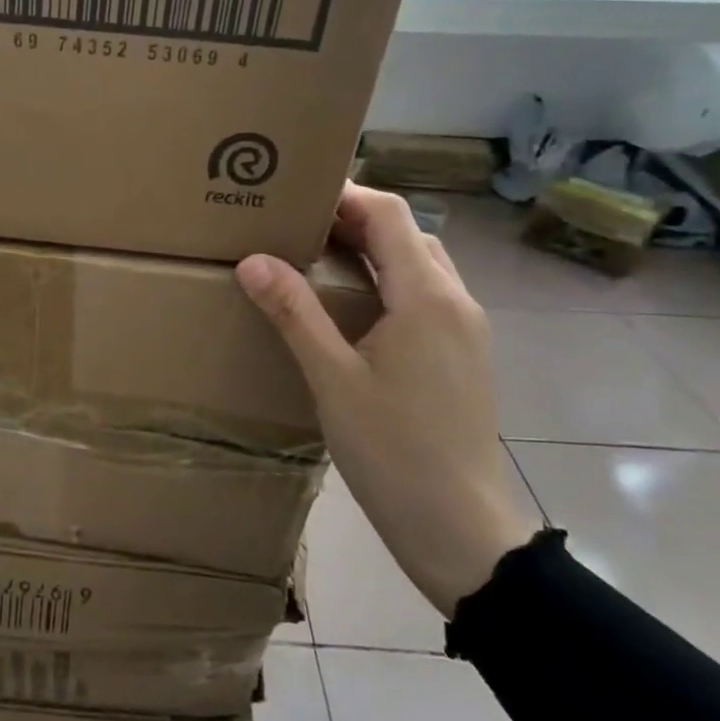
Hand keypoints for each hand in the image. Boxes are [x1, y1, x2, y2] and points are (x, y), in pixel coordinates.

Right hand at [236, 185, 536, 614]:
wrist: (459, 526)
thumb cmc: (392, 450)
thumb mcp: (332, 379)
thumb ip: (294, 313)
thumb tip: (253, 259)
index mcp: (426, 297)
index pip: (389, 215)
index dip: (345, 194)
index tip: (295, 194)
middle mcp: (456, 301)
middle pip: (408, 234)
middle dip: (355, 219)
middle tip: (297, 227)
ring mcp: (466, 330)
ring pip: (420, 265)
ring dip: (374, 251)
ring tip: (318, 262)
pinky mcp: (464, 356)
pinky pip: (426, 296)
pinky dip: (389, 283)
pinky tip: (352, 311)